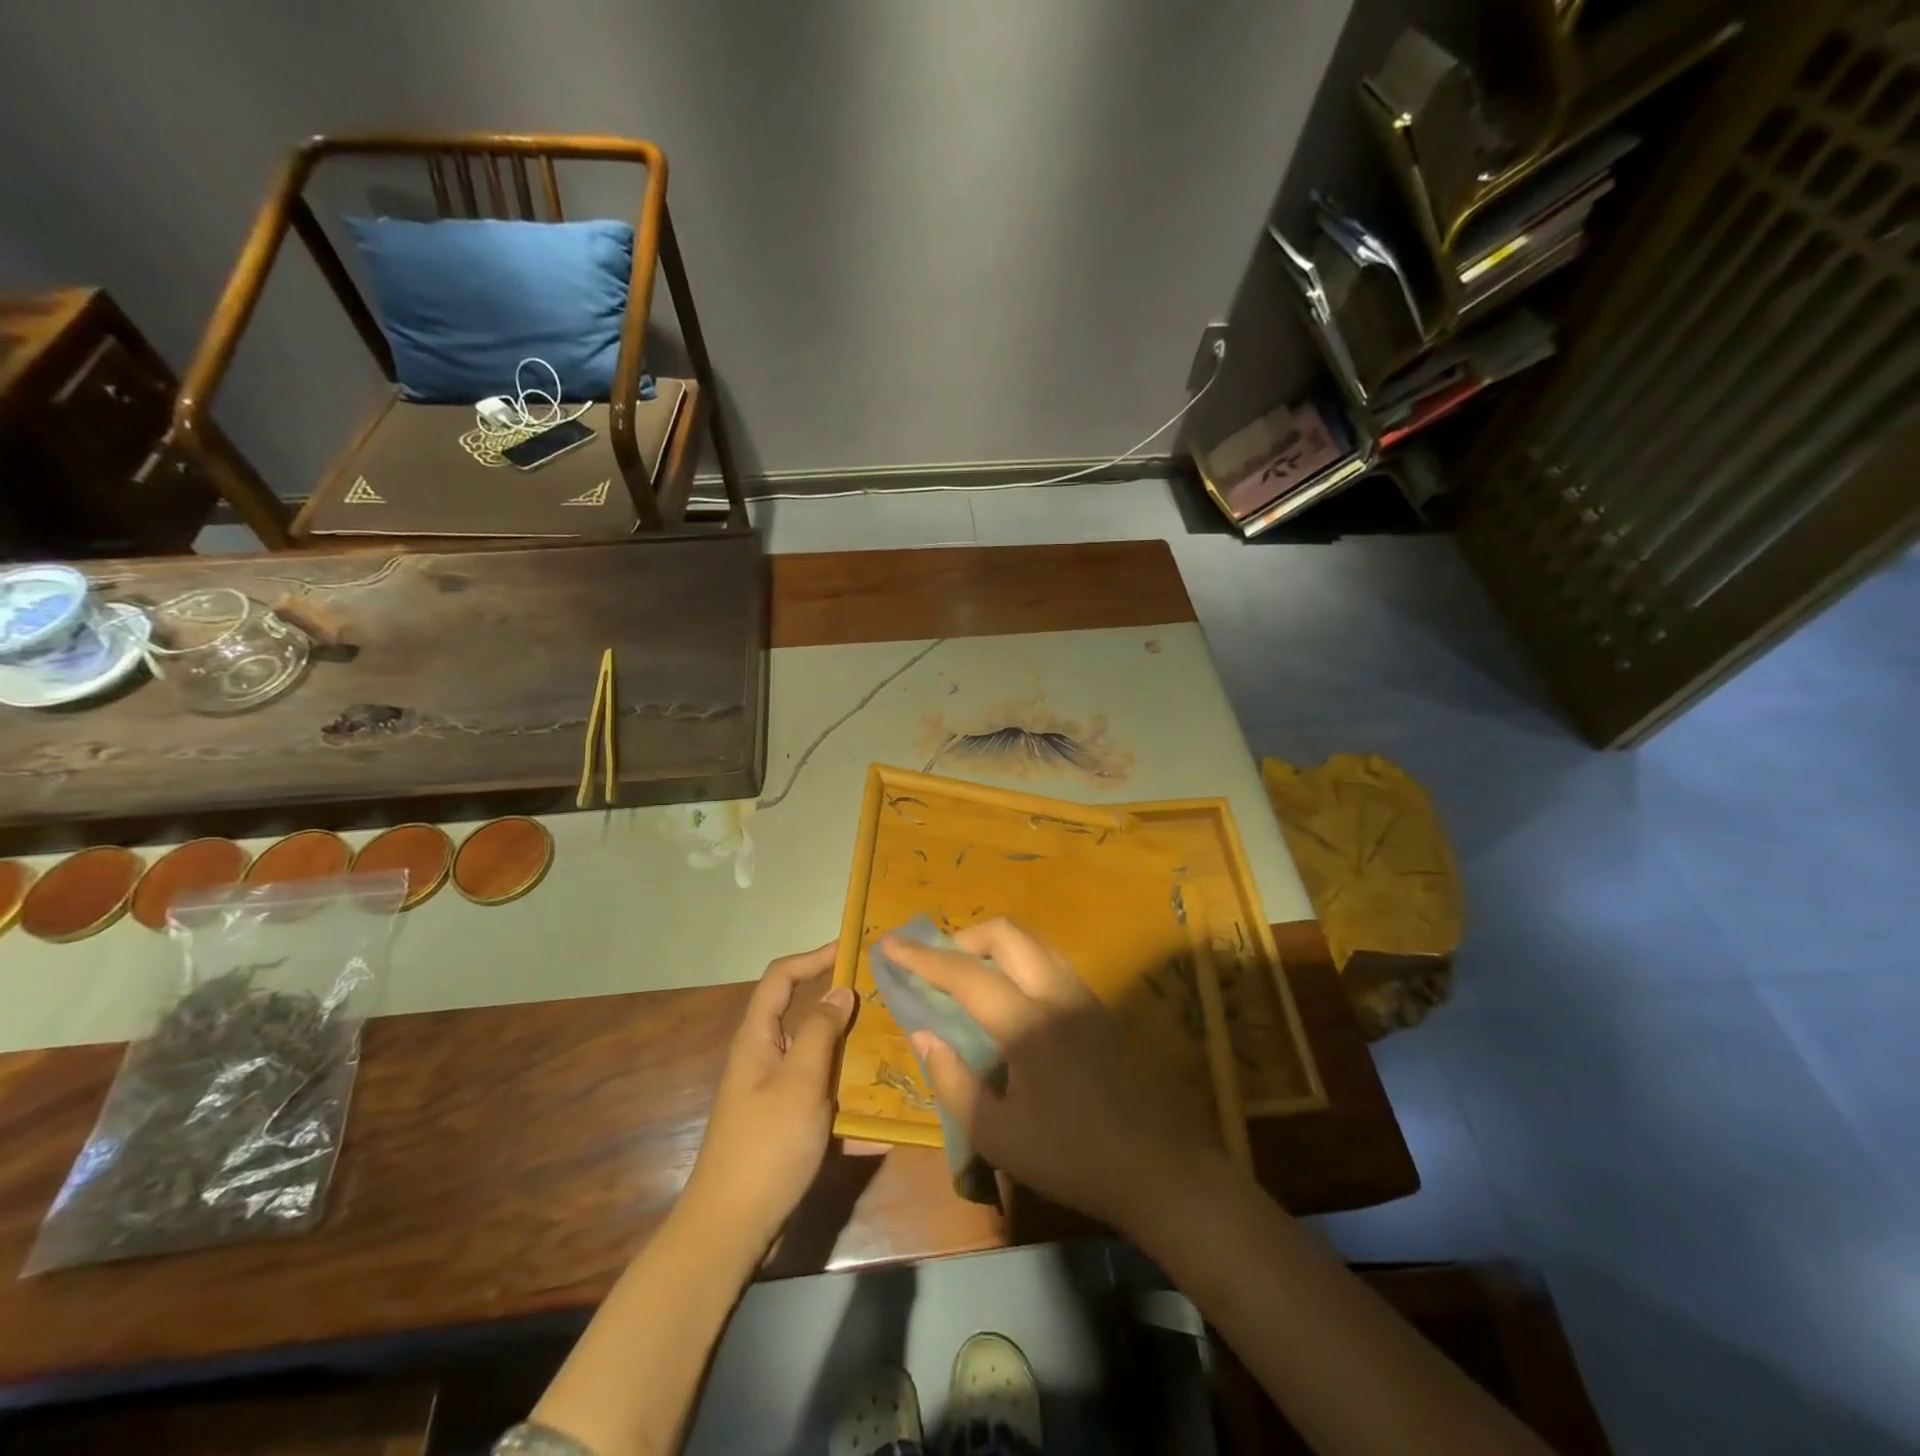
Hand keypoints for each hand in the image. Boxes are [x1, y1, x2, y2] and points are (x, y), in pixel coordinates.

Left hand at [681, 943, 855, 1253]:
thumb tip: (840, 991)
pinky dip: (850, 1103)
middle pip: (801, 1014)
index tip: (852, 949)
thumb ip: (820, 1032)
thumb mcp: (800, 1082)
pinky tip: (884, 1119)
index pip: (781, 978)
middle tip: (883, 997)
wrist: (731, 1230)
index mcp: (758, 1039)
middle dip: (840, 1004)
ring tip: (893, 1046)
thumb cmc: (766, 1146)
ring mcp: (775, 1093)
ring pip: (817, 1057)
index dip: (813, 957)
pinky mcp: (787, 1125)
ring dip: (851, 1052)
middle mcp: (764, 1058)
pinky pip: (824, 1099)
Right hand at [887, 918, 1213, 1231]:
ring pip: (1033, 942)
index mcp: (1027, 1023)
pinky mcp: (1101, 1007)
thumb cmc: (1074, 1158)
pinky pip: (1052, 962)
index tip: (890, 944)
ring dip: (995, 946)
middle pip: (1006, 934)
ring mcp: (1085, 995)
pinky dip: (1020, 961)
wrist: (1162, 1168)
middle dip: (963, 937)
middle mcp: (1057, 993)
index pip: (965, 974)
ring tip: (971, 975)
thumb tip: (926, 1036)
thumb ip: (954, 1082)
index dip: (922, 958)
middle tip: (938, 964)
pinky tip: (1012, 997)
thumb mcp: (999, 1137)